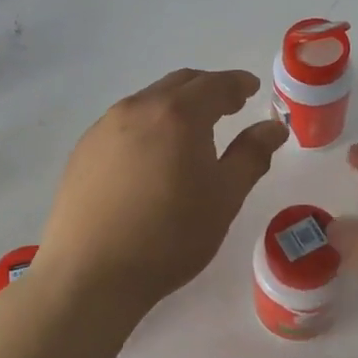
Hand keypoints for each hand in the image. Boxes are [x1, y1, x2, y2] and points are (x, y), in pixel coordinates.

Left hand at [37, 69, 287, 320]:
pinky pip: (124, 123)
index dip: (238, 83)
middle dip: (208, 89)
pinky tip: (152, 156)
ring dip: (176, 106)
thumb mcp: (224, 197)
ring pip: (149, 101)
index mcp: (178, 114)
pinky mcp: (83, 149)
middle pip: (180, 84)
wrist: (91, 274)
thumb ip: (251, 155)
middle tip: (229, 106)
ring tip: (191, 132)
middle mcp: (138, 108)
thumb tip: (274, 127)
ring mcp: (104, 127)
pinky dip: (149, 125)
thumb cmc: (170, 236)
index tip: (252, 89)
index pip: (216, 84)